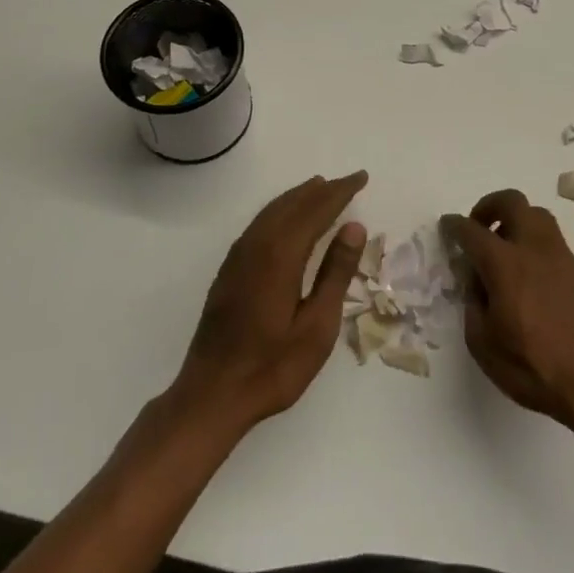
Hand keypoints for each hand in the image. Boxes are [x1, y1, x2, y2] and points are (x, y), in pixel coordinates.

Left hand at [171, 172, 368, 433]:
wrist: (212, 394)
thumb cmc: (273, 367)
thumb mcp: (317, 326)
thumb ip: (335, 273)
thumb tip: (354, 227)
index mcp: (280, 256)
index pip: (315, 210)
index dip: (339, 192)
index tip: (361, 178)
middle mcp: (256, 246)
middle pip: (292, 205)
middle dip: (320, 190)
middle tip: (346, 182)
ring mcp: (238, 258)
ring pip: (272, 212)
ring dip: (298, 198)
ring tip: (319, 189)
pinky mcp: (229, 271)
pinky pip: (259, 225)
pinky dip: (279, 211)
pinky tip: (287, 220)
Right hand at [444, 190, 573, 432]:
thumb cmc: (532, 369)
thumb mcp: (483, 344)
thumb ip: (473, 303)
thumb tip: (476, 281)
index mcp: (505, 266)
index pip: (473, 231)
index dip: (454, 226)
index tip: (447, 226)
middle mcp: (535, 250)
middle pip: (513, 202)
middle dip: (489, 206)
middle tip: (478, 227)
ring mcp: (563, 258)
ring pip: (538, 216)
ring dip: (516, 220)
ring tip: (504, 248)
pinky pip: (554, 242)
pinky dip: (535, 245)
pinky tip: (530, 277)